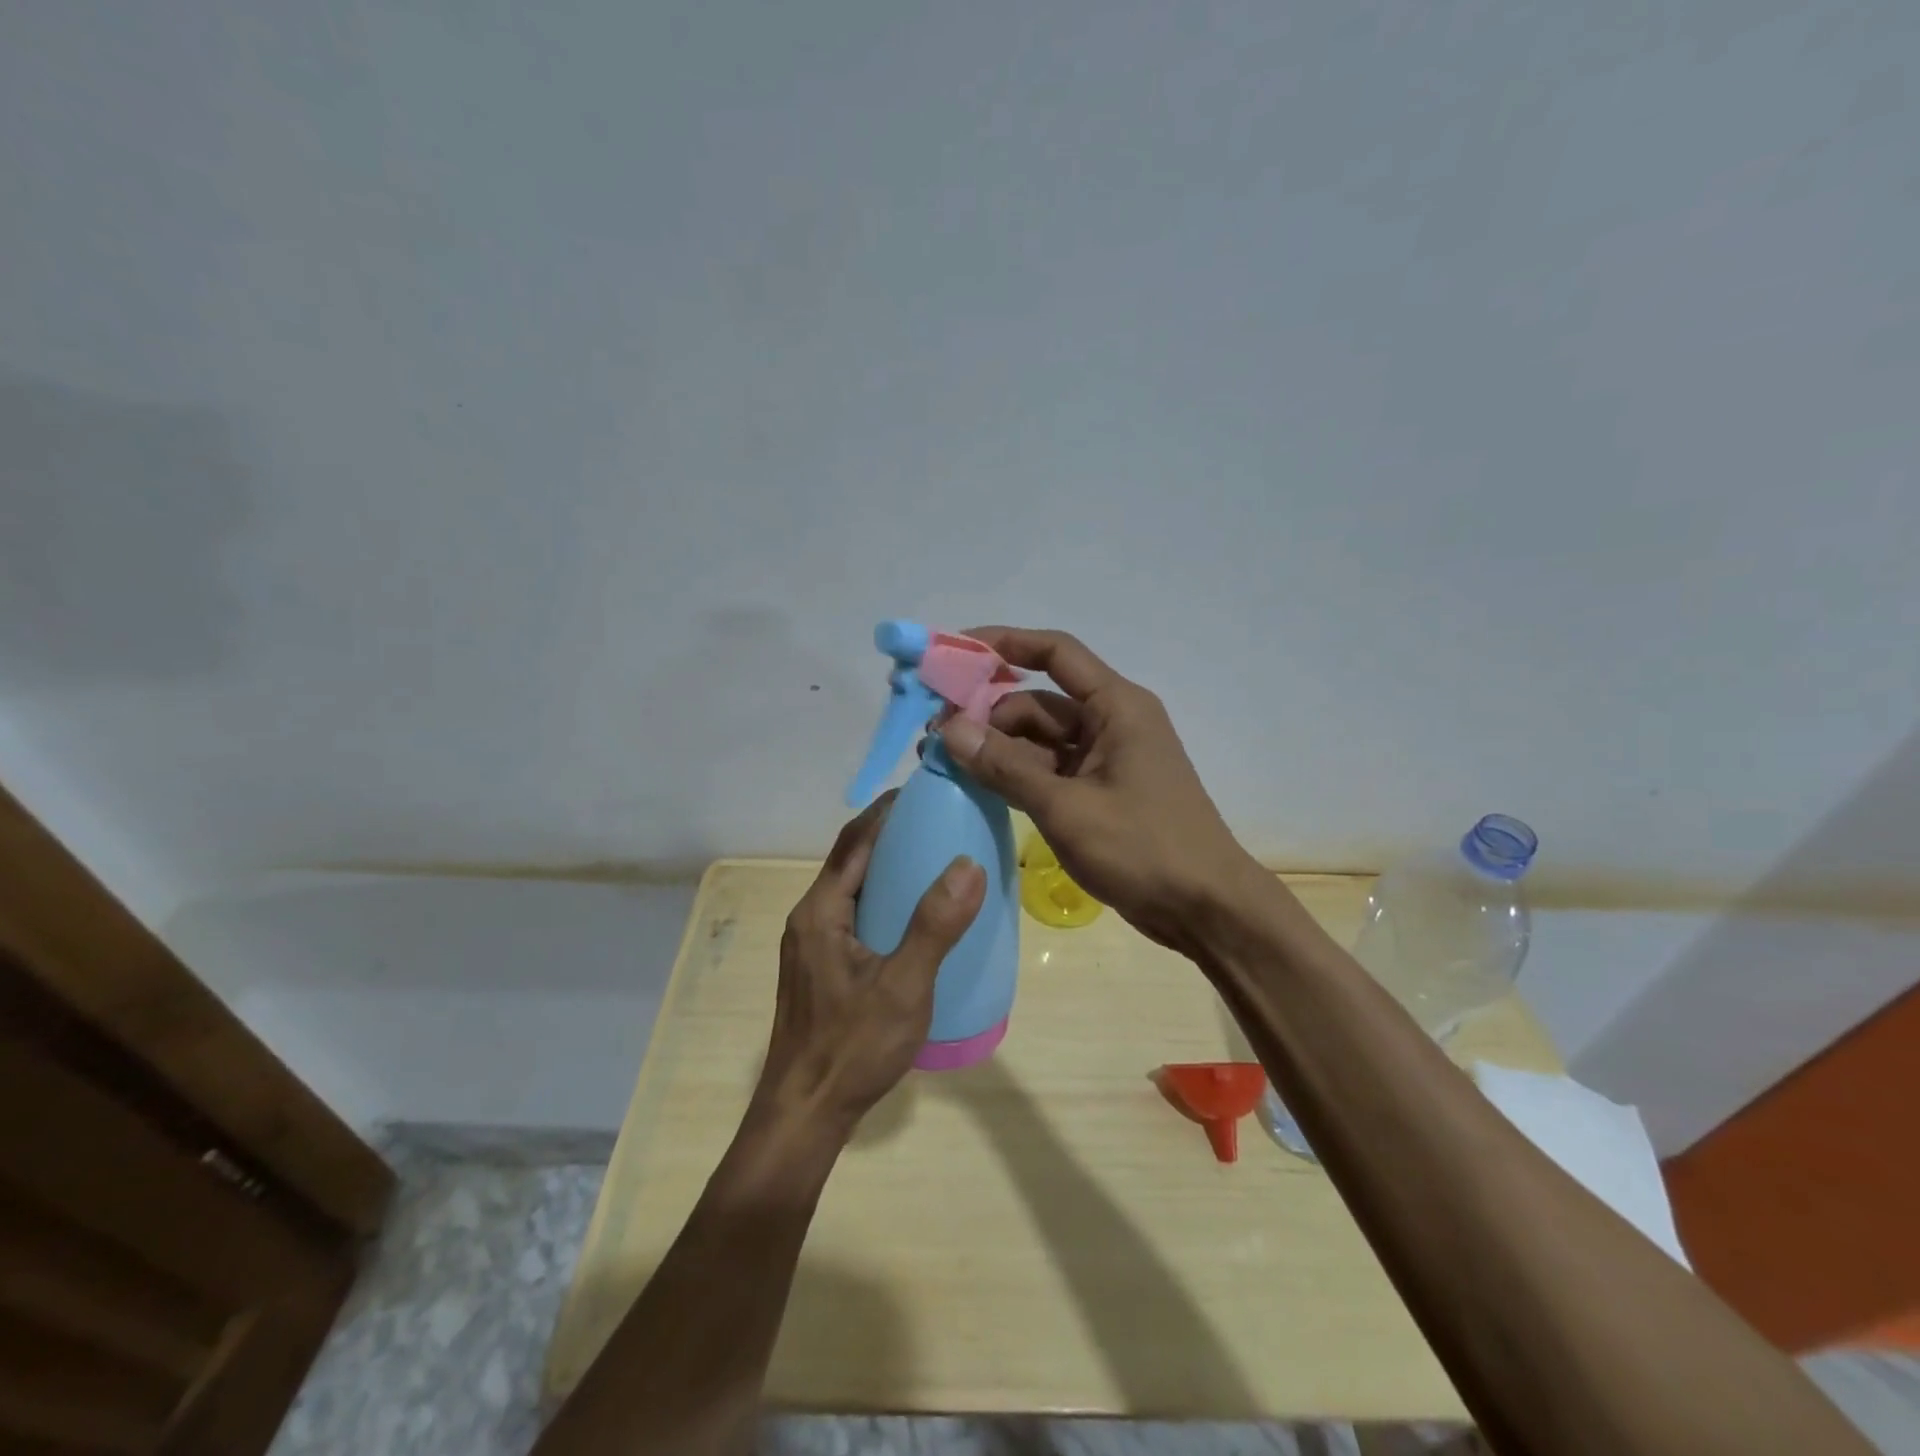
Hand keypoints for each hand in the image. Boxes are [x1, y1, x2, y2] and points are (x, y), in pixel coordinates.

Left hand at [755, 793, 987, 1136]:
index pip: (854, 842)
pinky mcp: (821, 968)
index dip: (886, 811)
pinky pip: (855, 916)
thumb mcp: (903, 987)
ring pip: (854, 890)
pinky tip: (915, 916)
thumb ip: (934, 926)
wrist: (805, 1114)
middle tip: (940, 822)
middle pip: (851, 861)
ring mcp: (812, 945)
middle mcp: (810, 919)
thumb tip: (967, 864)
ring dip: (888, 868)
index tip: (924, 790)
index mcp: (821, 911)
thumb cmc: (851, 1048)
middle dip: (891, 835)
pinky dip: (884, 900)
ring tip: (935, 860)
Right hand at [936, 626, 1258, 952]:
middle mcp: (1110, 723)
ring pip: (1039, 741)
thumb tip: (948, 730)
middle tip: (934, 735)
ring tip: (944, 763)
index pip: (1056, 653)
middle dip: (987, 713)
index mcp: (1116, 707)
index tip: (954, 651)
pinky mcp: (1098, 793)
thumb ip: (1005, 767)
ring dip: (996, 749)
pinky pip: (1048, 772)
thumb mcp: (1066, 807)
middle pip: (1037, 702)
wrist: (1206, 910)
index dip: (1005, 643)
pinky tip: (977, 787)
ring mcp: (1105, 760)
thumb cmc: (1144, 849)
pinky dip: (1015, 776)